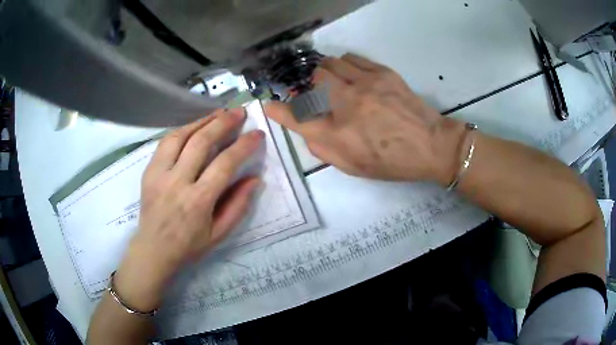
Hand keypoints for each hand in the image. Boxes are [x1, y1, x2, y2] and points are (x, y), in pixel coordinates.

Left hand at [114, 108, 263, 310]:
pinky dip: (182, 130)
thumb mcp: (219, 233)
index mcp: (198, 201)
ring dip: (201, 121)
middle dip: (223, 122)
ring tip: (218, 112)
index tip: (257, 133)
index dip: (243, 145)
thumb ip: (238, 205)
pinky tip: (194, 126)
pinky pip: (165, 142)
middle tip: (239, 112)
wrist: (153, 249)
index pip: (224, 164)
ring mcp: (159, 174)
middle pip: (200, 142)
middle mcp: (177, 182)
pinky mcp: (148, 171)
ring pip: (180, 136)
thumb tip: (254, 178)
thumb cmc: (189, 246)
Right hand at [266, 54, 466, 184]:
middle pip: (311, 80)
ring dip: (325, 73)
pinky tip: (351, 75)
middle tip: (315, 93)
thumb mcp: (353, 167)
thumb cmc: (392, 162)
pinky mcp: (382, 73)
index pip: (296, 117)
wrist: (431, 145)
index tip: (269, 105)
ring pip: (329, 63)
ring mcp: (365, 84)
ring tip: (333, 82)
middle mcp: (346, 105)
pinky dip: (344, 65)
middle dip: (307, 85)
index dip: (278, 111)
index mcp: (338, 135)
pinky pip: (351, 58)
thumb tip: (308, 130)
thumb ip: (323, 150)